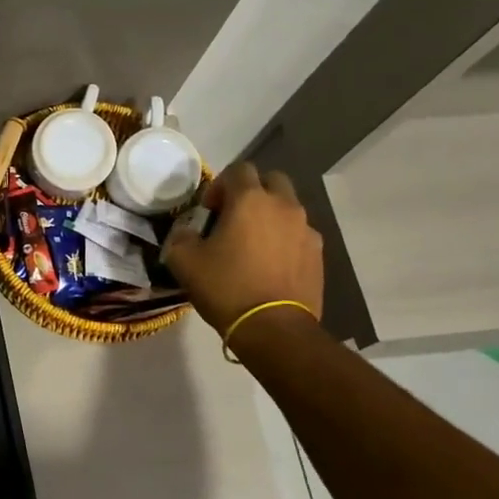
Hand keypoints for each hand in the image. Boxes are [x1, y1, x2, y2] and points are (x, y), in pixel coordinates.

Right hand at [163, 162, 323, 335]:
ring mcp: (306, 230)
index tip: (210, 211)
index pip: (238, 169)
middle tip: (234, 218)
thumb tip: (186, 232)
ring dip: (270, 216)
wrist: (273, 328)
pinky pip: (299, 234)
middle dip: (252, 192)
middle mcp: (283, 206)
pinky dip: (285, 240)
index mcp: (250, 200)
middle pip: (271, 180)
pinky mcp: (318, 254)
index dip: (220, 185)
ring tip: (254, 244)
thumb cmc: (226, 287)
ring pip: (288, 208)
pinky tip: (271, 264)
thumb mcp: (184, 261)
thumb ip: (180, 237)